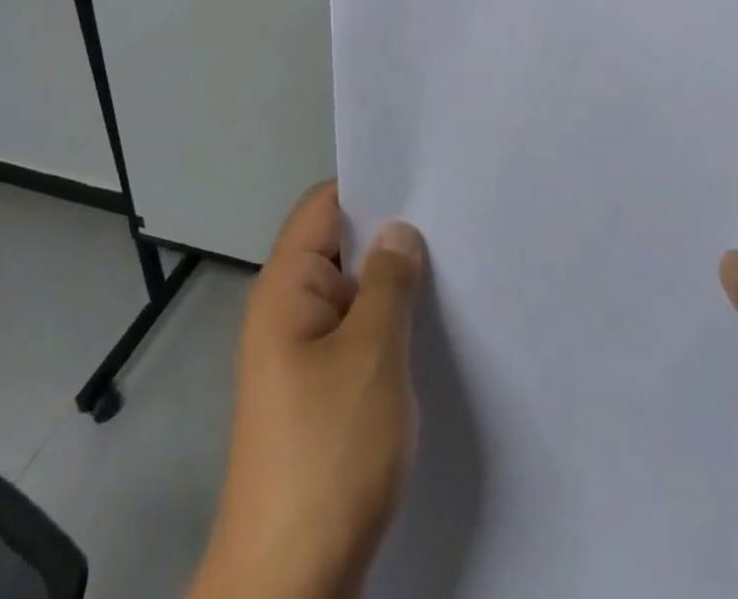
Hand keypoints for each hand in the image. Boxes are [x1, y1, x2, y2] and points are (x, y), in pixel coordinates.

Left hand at [190, 182, 425, 598]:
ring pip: (350, 293)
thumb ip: (388, 283)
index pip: (323, 206)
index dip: (368, 186)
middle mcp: (285, 309)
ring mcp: (298, 353)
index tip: (423, 180)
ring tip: (451, 267)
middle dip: (388, 235)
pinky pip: (352, 334)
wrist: (289, 581)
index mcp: (285, 287)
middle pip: (337, 245)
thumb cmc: (328, 453)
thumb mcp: (370, 356)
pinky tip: (427, 328)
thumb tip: (398, 229)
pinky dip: (385, 324)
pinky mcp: (315, 392)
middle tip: (452, 222)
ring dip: (390, 284)